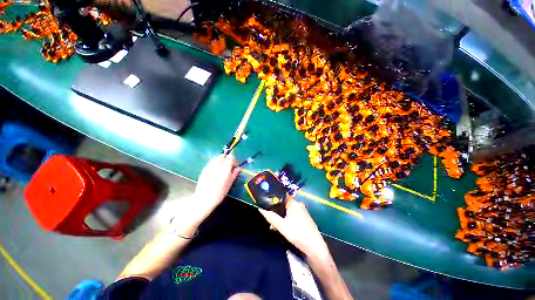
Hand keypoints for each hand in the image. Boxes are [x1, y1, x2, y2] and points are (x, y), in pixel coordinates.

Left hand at [173, 155, 239, 234]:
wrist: (204, 199)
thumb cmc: (219, 193)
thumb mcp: (229, 183)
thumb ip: (234, 174)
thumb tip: (238, 168)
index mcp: (225, 168)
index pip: (230, 157)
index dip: (233, 160)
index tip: (234, 166)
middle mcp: (217, 165)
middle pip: (223, 156)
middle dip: (226, 159)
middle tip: (228, 166)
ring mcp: (209, 166)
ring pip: (216, 158)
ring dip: (220, 160)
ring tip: (221, 168)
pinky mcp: (204, 169)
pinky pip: (211, 162)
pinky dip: (214, 163)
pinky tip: (215, 171)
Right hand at [259, 196, 329, 259]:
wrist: (315, 248)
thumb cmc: (298, 234)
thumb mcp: (282, 226)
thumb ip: (270, 217)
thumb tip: (260, 208)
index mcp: (294, 203)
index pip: (282, 194)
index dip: (273, 196)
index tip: (265, 200)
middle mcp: (298, 204)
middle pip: (284, 202)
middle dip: (275, 209)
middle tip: (268, 216)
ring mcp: (302, 211)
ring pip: (287, 209)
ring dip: (280, 215)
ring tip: (273, 226)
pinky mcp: (303, 217)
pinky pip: (292, 214)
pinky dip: (285, 218)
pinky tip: (281, 227)